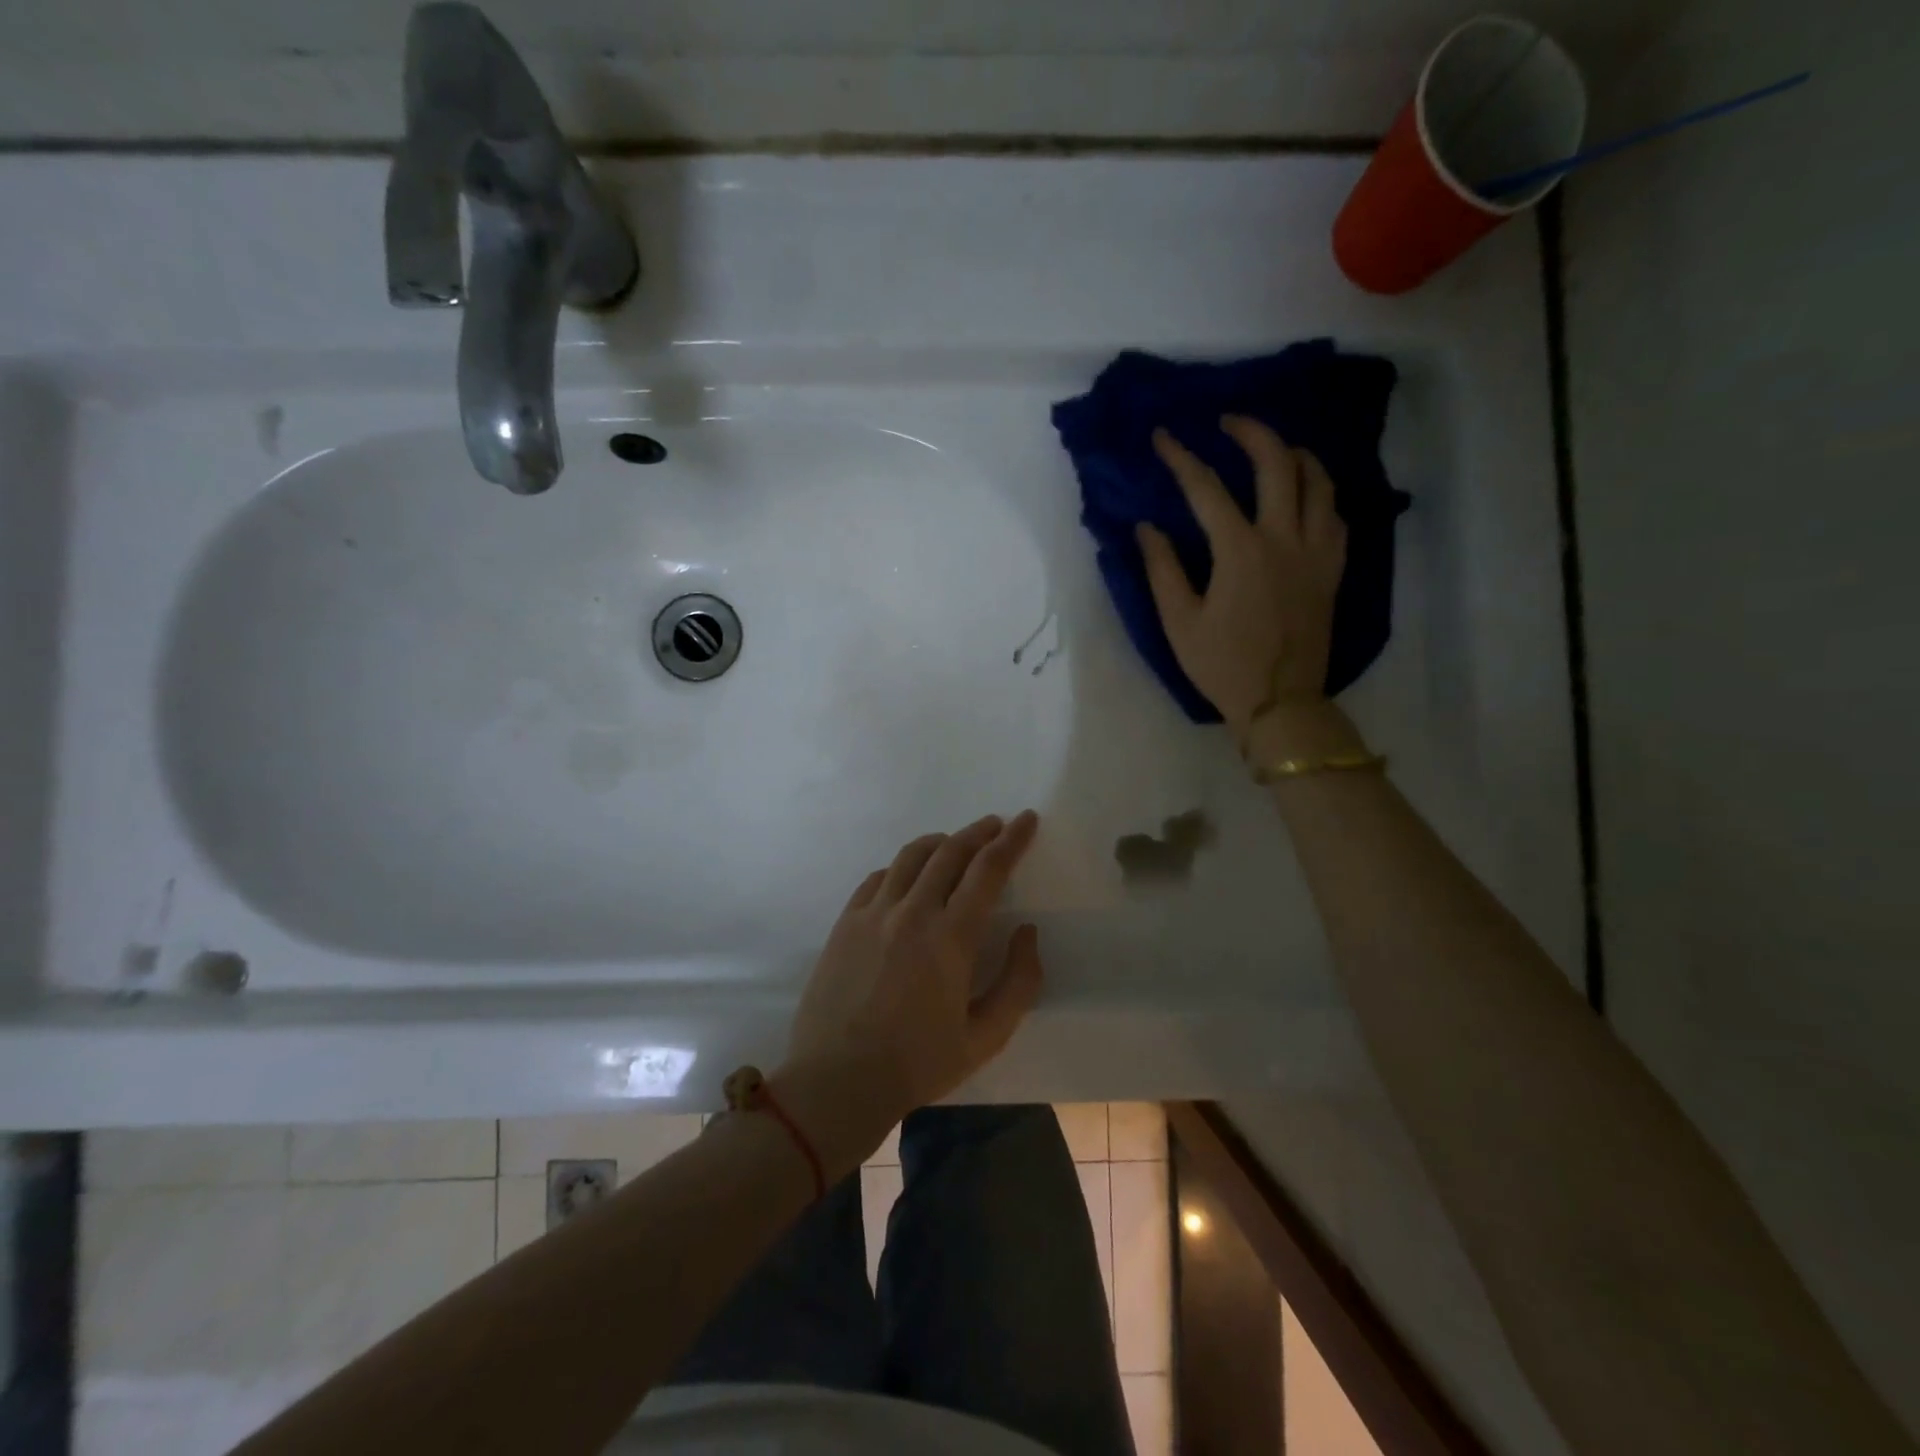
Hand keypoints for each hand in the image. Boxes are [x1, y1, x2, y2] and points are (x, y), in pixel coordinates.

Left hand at [779, 812, 1043, 1162]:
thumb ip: (1018, 982)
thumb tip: (1026, 932)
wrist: (837, 1081)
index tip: (1026, 820)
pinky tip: (909, 876)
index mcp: (951, 937)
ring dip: (941, 842)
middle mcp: (912, 912)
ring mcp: (873, 913)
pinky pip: (879, 877)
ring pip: (911, 856)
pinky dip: (902, 866)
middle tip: (996, 825)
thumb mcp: (985, 1037)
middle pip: (950, 852)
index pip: (988, 870)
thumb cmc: (917, 1064)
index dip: (1011, 840)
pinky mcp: (846, 922)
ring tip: (956, 843)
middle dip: (979, 832)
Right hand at [1135, 417, 1345, 738]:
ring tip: (1275, 448)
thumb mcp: (1179, 622)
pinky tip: (1307, 495)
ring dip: (1295, 454)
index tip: (1163, 436)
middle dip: (1250, 432)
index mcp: (1240, 551)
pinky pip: (1337, 515)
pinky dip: (1321, 493)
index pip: (1207, 488)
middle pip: (1276, 463)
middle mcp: (1284, 539)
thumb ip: (1162, 569)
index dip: (1181, 457)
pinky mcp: (1333, 570)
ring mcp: (1316, 552)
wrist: (1280, 703)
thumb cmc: (1222, 666)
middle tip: (1227, 421)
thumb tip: (1147, 527)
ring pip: (1319, 481)